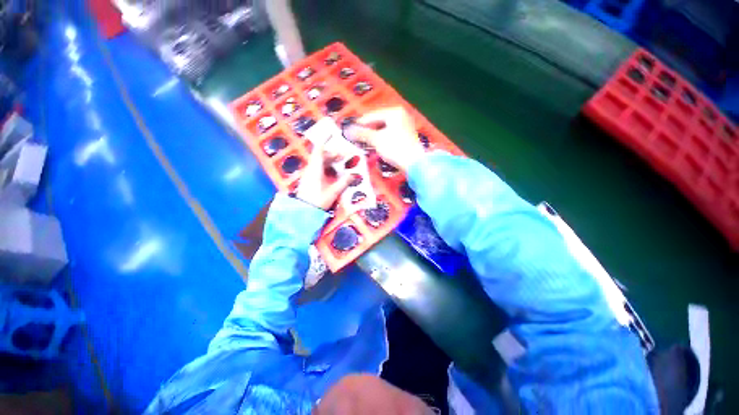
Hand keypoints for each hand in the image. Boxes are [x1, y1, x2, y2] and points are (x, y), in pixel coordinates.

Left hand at [295, 139, 352, 209]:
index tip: (332, 136)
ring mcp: (310, 174)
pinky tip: (335, 174)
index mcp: (315, 168)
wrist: (304, 211)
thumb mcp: (333, 191)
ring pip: (320, 162)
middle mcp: (311, 169)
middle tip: (345, 156)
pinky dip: (328, 168)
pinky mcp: (310, 179)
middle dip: (333, 154)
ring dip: (331, 161)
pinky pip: (319, 168)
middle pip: (321, 155)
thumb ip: (344, 182)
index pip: (319, 150)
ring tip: (341, 164)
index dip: (325, 141)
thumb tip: (354, 175)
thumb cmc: (318, 200)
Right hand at [346, 107, 425, 172]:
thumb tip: (348, 130)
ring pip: (383, 128)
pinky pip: (389, 134)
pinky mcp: (406, 135)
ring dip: (373, 136)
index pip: (372, 116)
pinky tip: (374, 145)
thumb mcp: (376, 140)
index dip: (359, 124)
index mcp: (394, 112)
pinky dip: (381, 139)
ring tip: (363, 142)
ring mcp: (404, 125)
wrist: (414, 164)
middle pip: (378, 121)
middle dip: (366, 130)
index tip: (349, 130)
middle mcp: (400, 115)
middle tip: (355, 138)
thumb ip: (362, 134)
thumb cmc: (395, 148)